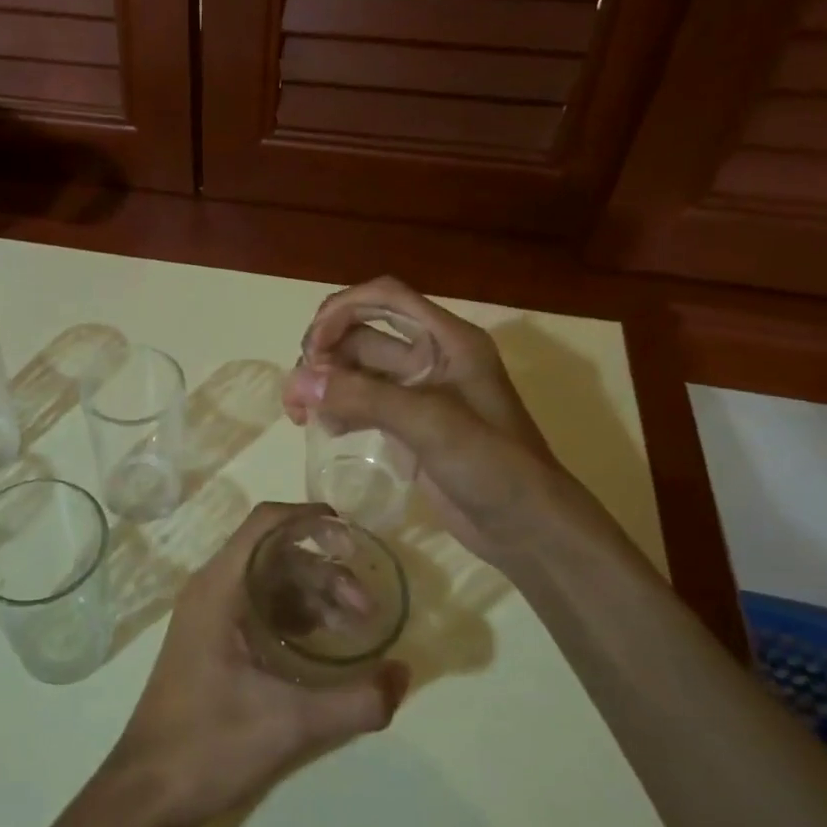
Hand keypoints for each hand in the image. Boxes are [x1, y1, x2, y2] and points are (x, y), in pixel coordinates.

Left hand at [106, 503, 408, 826]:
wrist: (149, 791)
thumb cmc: (210, 744)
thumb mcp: (291, 723)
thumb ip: (356, 700)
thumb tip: (404, 673)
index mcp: (220, 587)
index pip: (266, 523)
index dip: (310, 519)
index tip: (354, 535)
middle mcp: (211, 589)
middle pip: (274, 554)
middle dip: (325, 571)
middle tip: (367, 609)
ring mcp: (208, 615)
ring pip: (268, 581)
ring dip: (313, 595)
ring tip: (354, 628)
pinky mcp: (211, 640)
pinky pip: (258, 607)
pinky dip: (294, 614)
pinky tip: (323, 643)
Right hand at [281, 277, 572, 565]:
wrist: (528, 529)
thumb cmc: (494, 467)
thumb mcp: (432, 425)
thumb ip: (365, 397)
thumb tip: (299, 380)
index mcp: (448, 341)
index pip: (386, 297)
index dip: (343, 309)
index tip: (312, 347)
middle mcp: (431, 358)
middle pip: (363, 334)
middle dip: (325, 354)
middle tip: (298, 391)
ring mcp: (418, 393)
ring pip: (357, 370)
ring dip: (326, 384)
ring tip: (300, 414)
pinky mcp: (408, 426)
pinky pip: (363, 402)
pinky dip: (339, 408)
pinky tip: (326, 430)